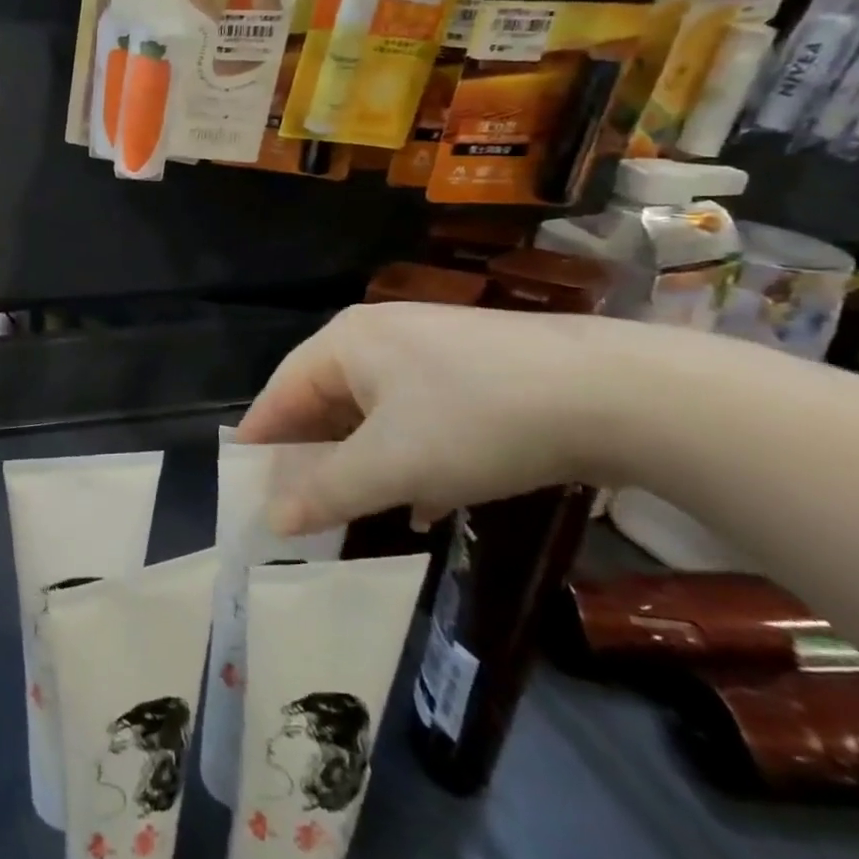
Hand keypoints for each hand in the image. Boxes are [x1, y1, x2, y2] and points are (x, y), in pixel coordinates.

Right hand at [234, 302, 614, 536]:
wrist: (616, 393)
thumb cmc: (476, 420)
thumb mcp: (391, 464)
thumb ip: (325, 493)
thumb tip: (272, 521)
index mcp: (346, 343)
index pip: (282, 390)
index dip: (261, 437)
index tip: (242, 480)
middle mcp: (380, 337)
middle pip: (326, 399)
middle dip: (313, 455)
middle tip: (296, 503)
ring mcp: (431, 351)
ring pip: (376, 412)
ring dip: (362, 462)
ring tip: (354, 510)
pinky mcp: (475, 372)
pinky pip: (418, 416)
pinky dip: (408, 457)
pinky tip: (422, 498)